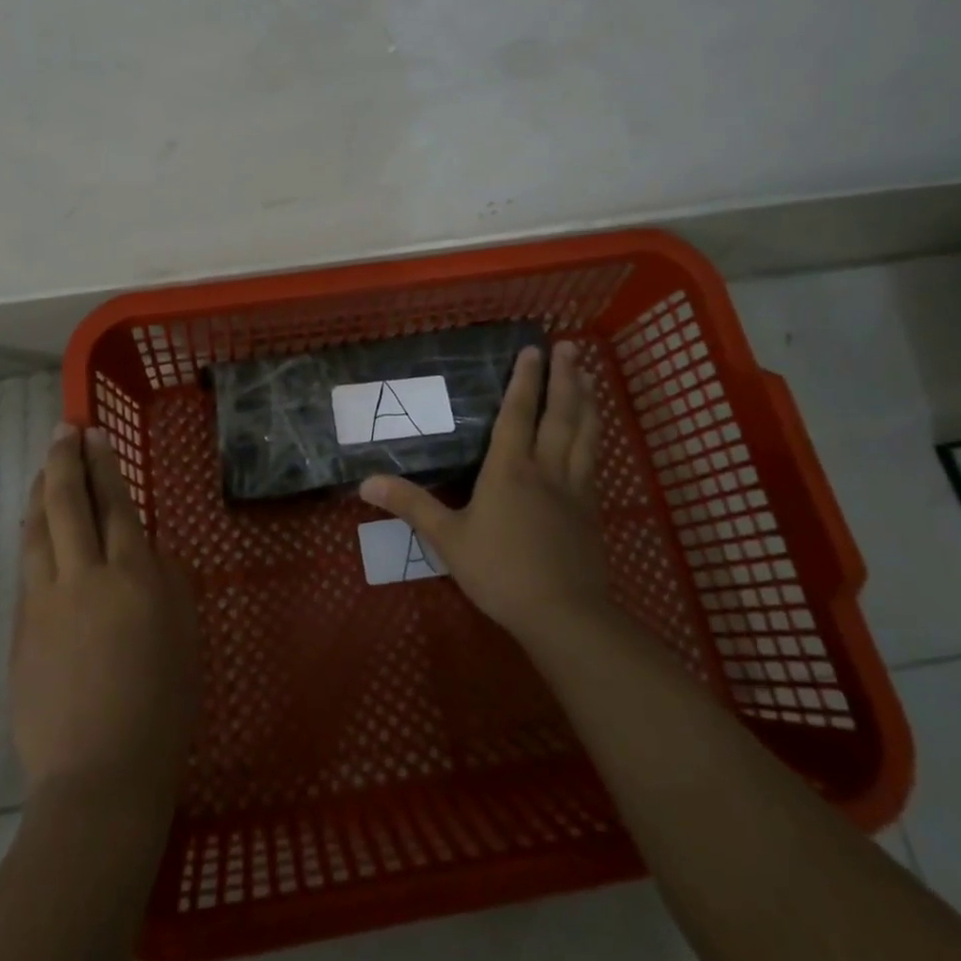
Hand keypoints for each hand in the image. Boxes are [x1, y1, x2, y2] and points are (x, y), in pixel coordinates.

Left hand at [12, 424, 199, 815]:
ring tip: (42, 468)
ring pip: (36, 530)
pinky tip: (34, 530)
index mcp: (134, 575)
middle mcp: (85, 576)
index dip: (103, 465)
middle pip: (67, 503)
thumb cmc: (162, 705)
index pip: (114, 503)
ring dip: (38, 492)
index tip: (93, 434)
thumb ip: (169, 583)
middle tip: (63, 431)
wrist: (100, 775)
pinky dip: (30, 536)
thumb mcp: (186, 635)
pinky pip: (26, 569)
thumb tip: (150, 553)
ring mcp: (45, 602)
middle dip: (63, 460)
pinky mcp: (21, 630)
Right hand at [359, 341, 609, 648]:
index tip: (533, 350)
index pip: (517, 413)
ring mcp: (574, 488)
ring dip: (586, 400)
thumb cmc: (499, 571)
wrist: (562, 614)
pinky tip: (595, 432)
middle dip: (564, 378)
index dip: (525, 380)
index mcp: (509, 469)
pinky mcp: (591, 510)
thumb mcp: (447, 539)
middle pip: (559, 414)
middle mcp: (545, 468)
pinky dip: (595, 435)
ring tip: (589, 374)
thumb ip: (410, 506)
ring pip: (584, 433)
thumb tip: (366, 482)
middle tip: (571, 346)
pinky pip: (593, 460)